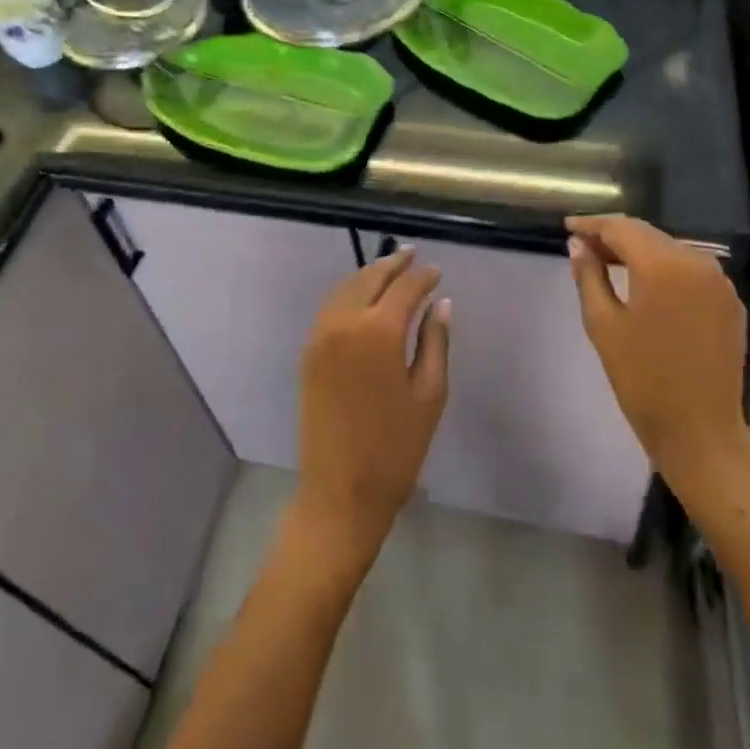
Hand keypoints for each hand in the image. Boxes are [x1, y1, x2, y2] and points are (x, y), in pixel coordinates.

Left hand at [294, 248, 450, 560]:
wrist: (339, 493)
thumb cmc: (395, 449)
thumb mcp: (429, 395)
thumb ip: (435, 342)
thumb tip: (440, 304)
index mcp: (378, 332)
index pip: (404, 288)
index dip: (423, 276)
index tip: (437, 272)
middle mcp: (345, 323)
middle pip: (370, 278)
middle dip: (393, 264)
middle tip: (412, 255)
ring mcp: (321, 335)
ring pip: (345, 287)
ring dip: (368, 274)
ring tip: (390, 270)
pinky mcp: (309, 351)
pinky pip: (329, 307)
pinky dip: (348, 293)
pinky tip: (363, 298)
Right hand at [567, 215, 749, 481]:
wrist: (701, 433)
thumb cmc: (643, 380)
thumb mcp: (603, 324)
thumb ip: (589, 275)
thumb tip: (578, 244)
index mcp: (663, 264)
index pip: (621, 227)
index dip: (592, 224)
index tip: (568, 226)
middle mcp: (696, 261)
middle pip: (647, 234)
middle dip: (614, 236)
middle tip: (583, 245)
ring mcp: (719, 281)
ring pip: (669, 249)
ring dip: (639, 250)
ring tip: (608, 261)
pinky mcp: (730, 301)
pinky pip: (690, 270)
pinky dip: (664, 268)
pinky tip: (645, 282)